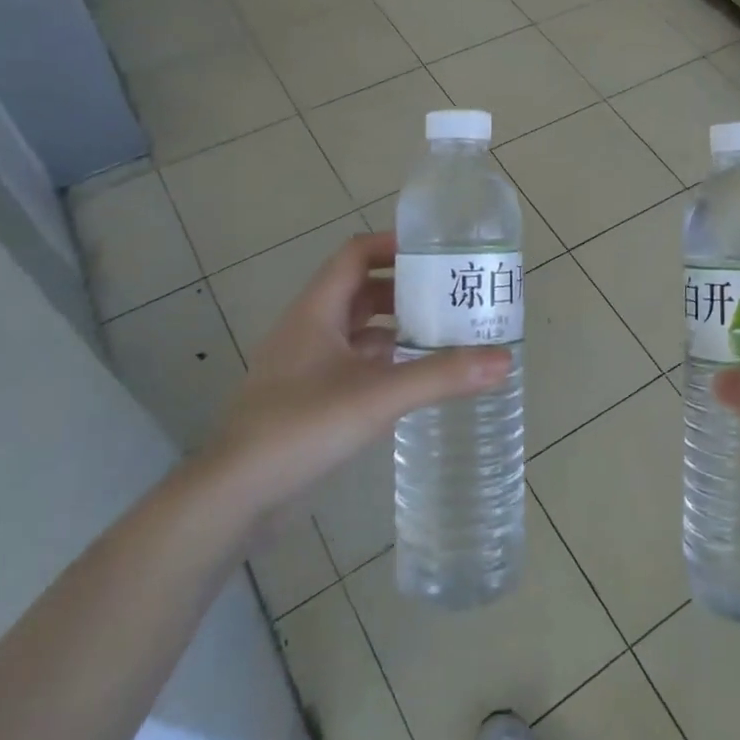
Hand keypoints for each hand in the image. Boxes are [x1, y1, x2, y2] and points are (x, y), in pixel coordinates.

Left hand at [200, 232, 511, 516]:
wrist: (235, 495)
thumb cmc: (301, 427)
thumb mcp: (378, 396)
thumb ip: (441, 376)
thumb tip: (504, 360)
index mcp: (316, 310)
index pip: (355, 254)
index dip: (393, 245)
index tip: (437, 253)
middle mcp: (308, 329)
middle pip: (360, 290)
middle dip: (405, 289)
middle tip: (451, 296)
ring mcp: (304, 365)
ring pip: (356, 329)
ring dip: (394, 326)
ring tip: (442, 334)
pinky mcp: (306, 398)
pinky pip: (352, 363)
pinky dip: (382, 361)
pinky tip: (411, 378)